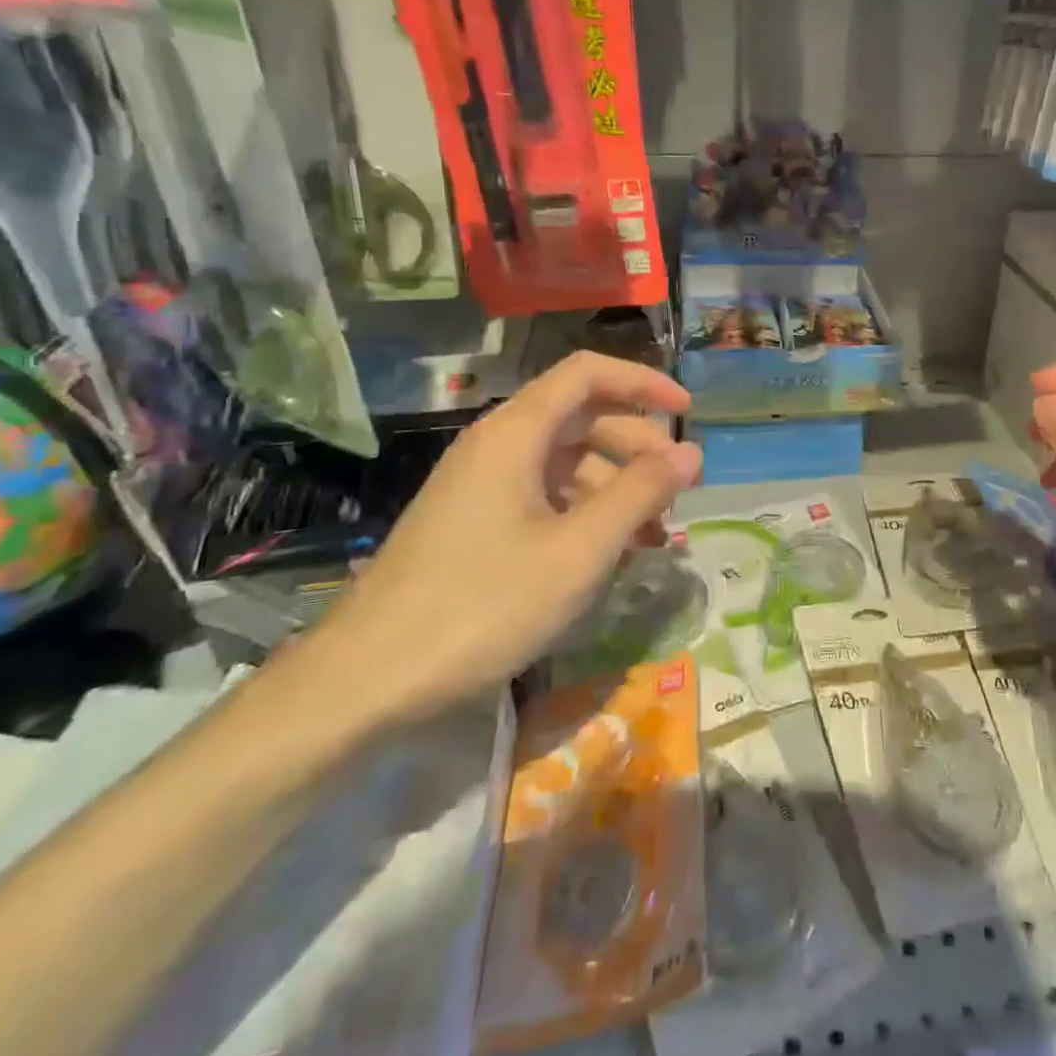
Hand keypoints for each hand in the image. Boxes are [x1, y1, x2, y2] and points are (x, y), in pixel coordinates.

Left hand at [304, 353, 701, 722]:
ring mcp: (481, 486)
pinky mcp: (474, 524)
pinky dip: (585, 513)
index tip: (687, 413)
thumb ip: (640, 494)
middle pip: (581, 417)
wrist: (365, 681)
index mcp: (515, 433)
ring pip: (565, 462)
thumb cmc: (482, 605)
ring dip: (616, 487)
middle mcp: (497, 446)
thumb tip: (690, 454)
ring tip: (655, 534)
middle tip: (678, 487)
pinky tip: (610, 555)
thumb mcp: (578, 551)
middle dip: (638, 445)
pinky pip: (544, 497)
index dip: (642, 382)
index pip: (587, 374)